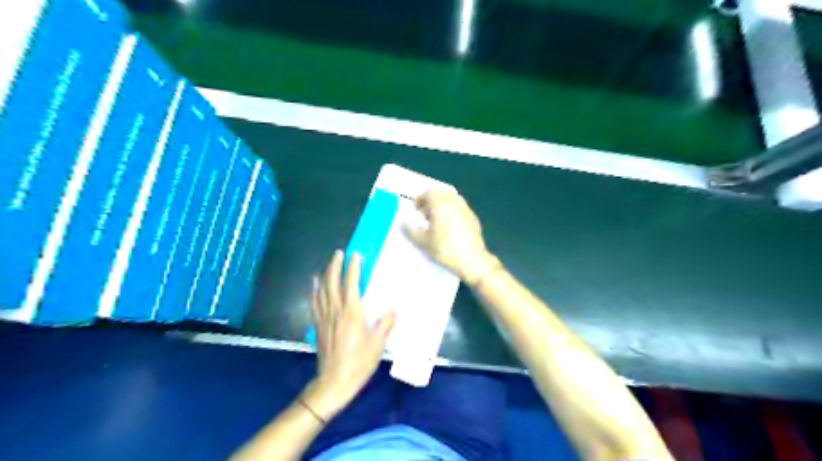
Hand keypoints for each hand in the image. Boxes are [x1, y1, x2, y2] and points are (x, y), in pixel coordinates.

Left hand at [308, 251, 398, 418]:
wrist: (334, 382)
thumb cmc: (358, 363)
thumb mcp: (377, 345)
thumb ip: (385, 324)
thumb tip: (394, 309)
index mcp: (352, 313)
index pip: (351, 283)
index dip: (353, 267)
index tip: (356, 255)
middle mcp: (335, 311)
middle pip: (332, 282)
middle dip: (335, 265)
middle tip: (339, 253)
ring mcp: (324, 317)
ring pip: (322, 290)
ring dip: (325, 274)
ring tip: (329, 263)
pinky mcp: (318, 325)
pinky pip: (314, 302)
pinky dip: (314, 290)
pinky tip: (314, 284)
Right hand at [404, 187, 494, 281]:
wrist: (472, 260)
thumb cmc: (444, 248)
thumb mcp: (422, 241)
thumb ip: (410, 229)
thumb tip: (403, 220)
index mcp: (440, 202)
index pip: (428, 193)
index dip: (420, 201)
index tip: (416, 212)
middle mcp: (454, 201)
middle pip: (440, 194)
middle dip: (431, 202)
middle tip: (425, 216)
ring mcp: (465, 208)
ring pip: (451, 200)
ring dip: (442, 206)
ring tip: (437, 222)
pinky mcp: (473, 217)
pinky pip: (459, 209)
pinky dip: (452, 213)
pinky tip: (450, 228)